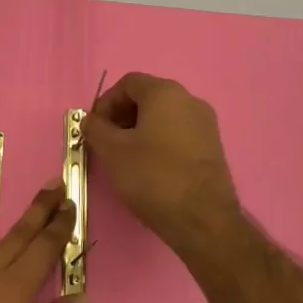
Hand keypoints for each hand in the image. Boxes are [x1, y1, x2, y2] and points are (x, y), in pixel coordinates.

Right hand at [83, 73, 241, 257]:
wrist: (203, 219)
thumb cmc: (153, 176)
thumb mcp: (113, 151)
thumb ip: (96, 128)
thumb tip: (90, 120)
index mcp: (165, 93)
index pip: (128, 83)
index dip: (106, 102)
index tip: (94, 128)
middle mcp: (190, 100)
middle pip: (147, 97)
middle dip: (122, 116)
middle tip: (106, 142)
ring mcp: (205, 124)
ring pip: (163, 116)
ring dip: (139, 130)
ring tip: (125, 157)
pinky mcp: (212, 147)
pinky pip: (178, 133)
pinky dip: (159, 141)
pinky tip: (149, 167)